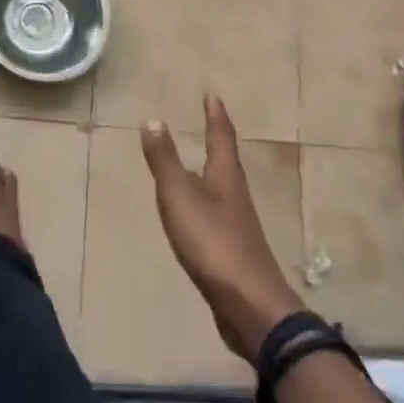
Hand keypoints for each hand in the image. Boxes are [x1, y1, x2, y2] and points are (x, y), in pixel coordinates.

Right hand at [141, 96, 303, 363]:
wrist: (249, 306)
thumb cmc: (213, 243)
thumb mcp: (180, 197)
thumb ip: (165, 161)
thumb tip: (154, 119)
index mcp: (225, 177)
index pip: (221, 137)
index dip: (216, 116)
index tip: (213, 96)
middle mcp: (234, 195)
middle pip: (225, 161)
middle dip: (216, 141)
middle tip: (207, 123)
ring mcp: (236, 225)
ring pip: (221, 189)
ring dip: (210, 172)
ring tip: (197, 164)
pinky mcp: (232, 252)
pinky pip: (215, 216)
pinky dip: (204, 203)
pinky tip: (194, 216)